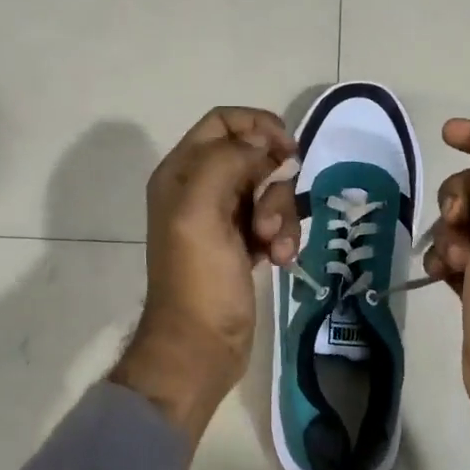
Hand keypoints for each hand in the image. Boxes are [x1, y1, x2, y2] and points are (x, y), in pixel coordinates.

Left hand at [110, 107, 299, 450]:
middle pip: (254, 157)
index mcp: (181, 172)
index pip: (224, 123)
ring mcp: (223, 218)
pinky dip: (284, 237)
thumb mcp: (201, 211)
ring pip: (270, 191)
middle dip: (274, 183)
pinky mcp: (244, 244)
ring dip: (282, 215)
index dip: (259, 126)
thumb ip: (227, 162)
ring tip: (276, 247)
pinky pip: (275, 221)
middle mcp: (201, 188)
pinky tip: (281, 260)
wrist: (199, 347)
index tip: (288, 151)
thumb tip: (262, 143)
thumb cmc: (198, 279)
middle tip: (269, 218)